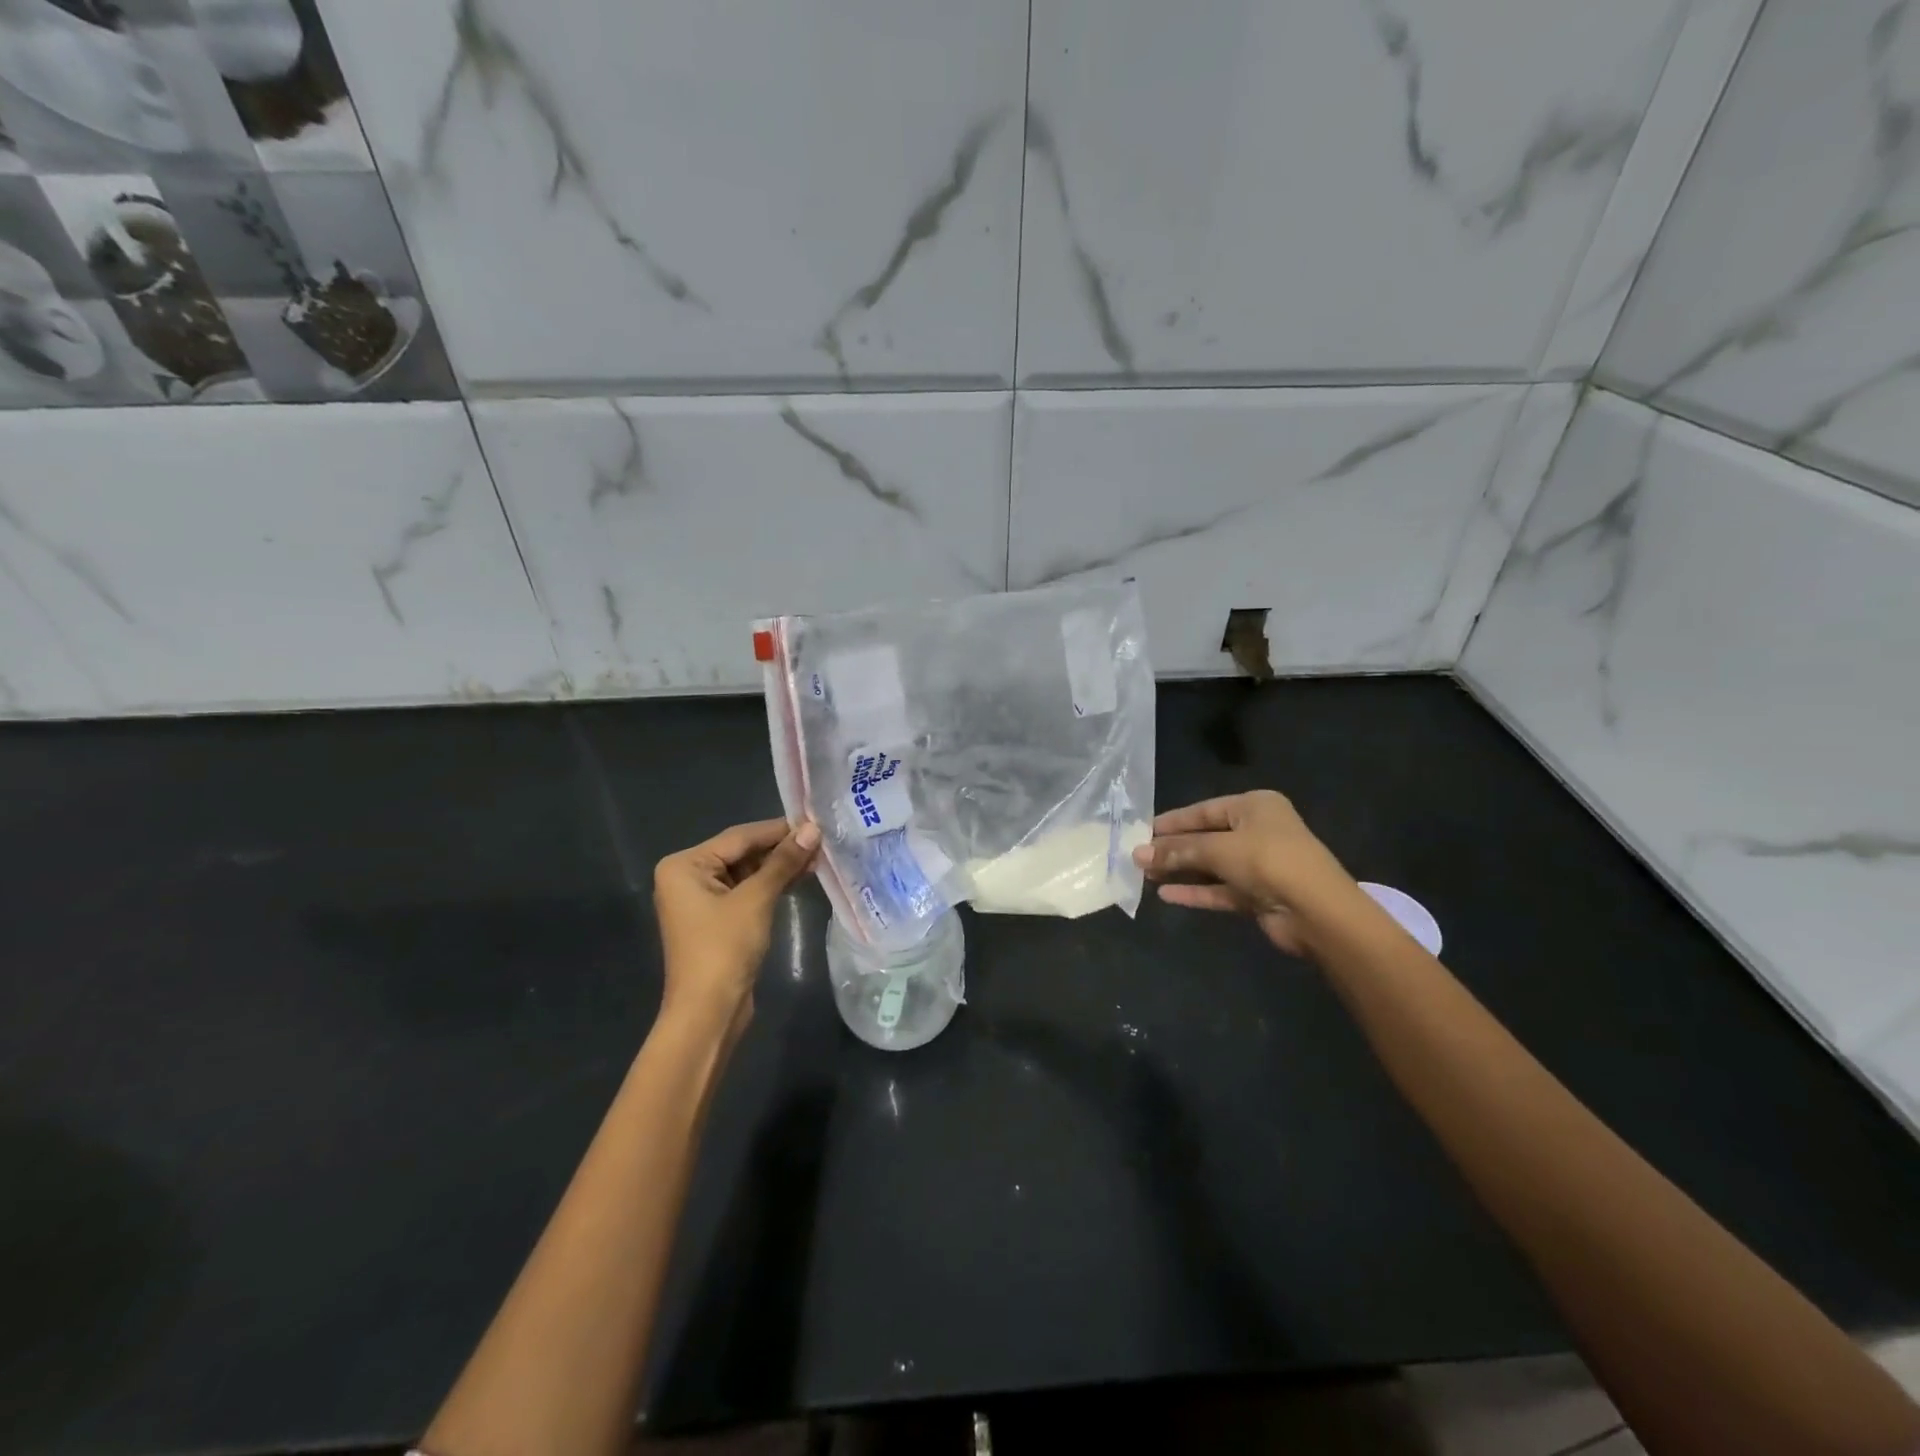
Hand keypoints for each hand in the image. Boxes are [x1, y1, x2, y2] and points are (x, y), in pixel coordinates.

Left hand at [653, 818, 820, 1032]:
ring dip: (779, 867)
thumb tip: (813, 829)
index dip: (778, 830)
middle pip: (742, 853)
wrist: (708, 1012)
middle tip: (821, 841)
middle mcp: (687, 877)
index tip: (815, 822)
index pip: (739, 837)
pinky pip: (746, 892)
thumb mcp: (756, 899)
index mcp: (684, 865)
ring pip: (747, 872)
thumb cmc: (724, 948)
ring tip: (818, 858)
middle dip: (781, 849)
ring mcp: (701, 900)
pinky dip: (771, 885)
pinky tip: (800, 877)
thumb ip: (783, 862)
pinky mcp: (717, 919)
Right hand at [1132, 790, 1357, 956]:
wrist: (1317, 911)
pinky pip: (1219, 889)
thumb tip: (1137, 854)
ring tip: (1145, 876)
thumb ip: (1178, 851)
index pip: (1204, 810)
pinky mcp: (1258, 895)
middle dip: (1172, 849)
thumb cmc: (1268, 861)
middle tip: (1137, 857)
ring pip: (1211, 865)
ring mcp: (1259, 865)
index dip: (1172, 822)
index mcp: (1255, 806)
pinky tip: (1167, 895)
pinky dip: (1195, 891)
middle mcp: (1258, 831)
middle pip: (1206, 838)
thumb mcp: (1219, 849)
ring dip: (1181, 870)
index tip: (1140, 832)